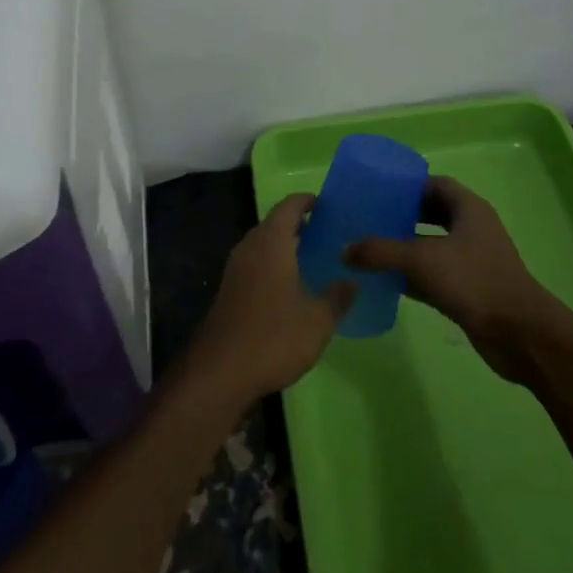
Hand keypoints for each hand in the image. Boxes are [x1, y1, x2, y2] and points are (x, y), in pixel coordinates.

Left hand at [180, 194, 352, 410]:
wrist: (220, 371)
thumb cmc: (274, 337)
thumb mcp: (318, 320)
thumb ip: (337, 297)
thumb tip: (351, 281)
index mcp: (271, 242)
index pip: (288, 206)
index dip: (306, 201)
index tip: (326, 205)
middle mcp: (250, 247)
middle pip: (274, 223)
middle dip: (298, 224)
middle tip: (326, 234)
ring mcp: (235, 269)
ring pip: (263, 244)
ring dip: (284, 245)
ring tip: (312, 258)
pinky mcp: (229, 290)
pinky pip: (255, 263)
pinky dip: (273, 264)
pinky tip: (290, 286)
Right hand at [347, 176, 564, 382]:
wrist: (519, 334)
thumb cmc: (474, 281)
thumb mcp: (422, 260)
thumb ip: (381, 252)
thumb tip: (344, 249)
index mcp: (469, 209)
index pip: (436, 184)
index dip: (408, 185)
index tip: (378, 191)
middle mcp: (472, 229)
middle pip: (432, 213)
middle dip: (402, 215)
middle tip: (369, 218)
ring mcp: (472, 260)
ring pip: (432, 245)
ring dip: (405, 246)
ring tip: (369, 247)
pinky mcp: (468, 289)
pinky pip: (434, 274)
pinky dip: (412, 275)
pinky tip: (385, 281)